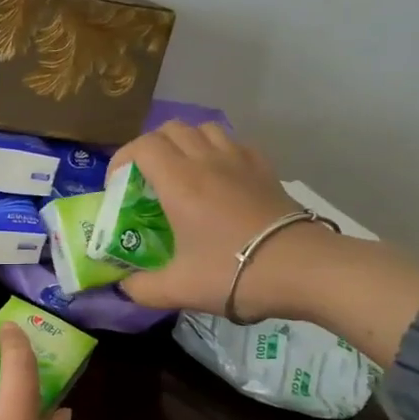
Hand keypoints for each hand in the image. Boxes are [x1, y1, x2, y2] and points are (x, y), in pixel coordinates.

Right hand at [108, 120, 336, 319]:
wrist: (302, 269)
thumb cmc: (232, 273)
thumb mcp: (176, 289)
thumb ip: (141, 288)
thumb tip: (124, 287)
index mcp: (179, 182)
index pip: (142, 146)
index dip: (121, 159)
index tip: (116, 186)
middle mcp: (207, 161)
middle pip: (171, 129)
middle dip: (149, 148)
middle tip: (144, 180)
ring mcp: (240, 161)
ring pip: (204, 129)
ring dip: (184, 143)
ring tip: (180, 174)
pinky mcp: (265, 169)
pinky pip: (233, 143)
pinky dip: (216, 151)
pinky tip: (217, 179)